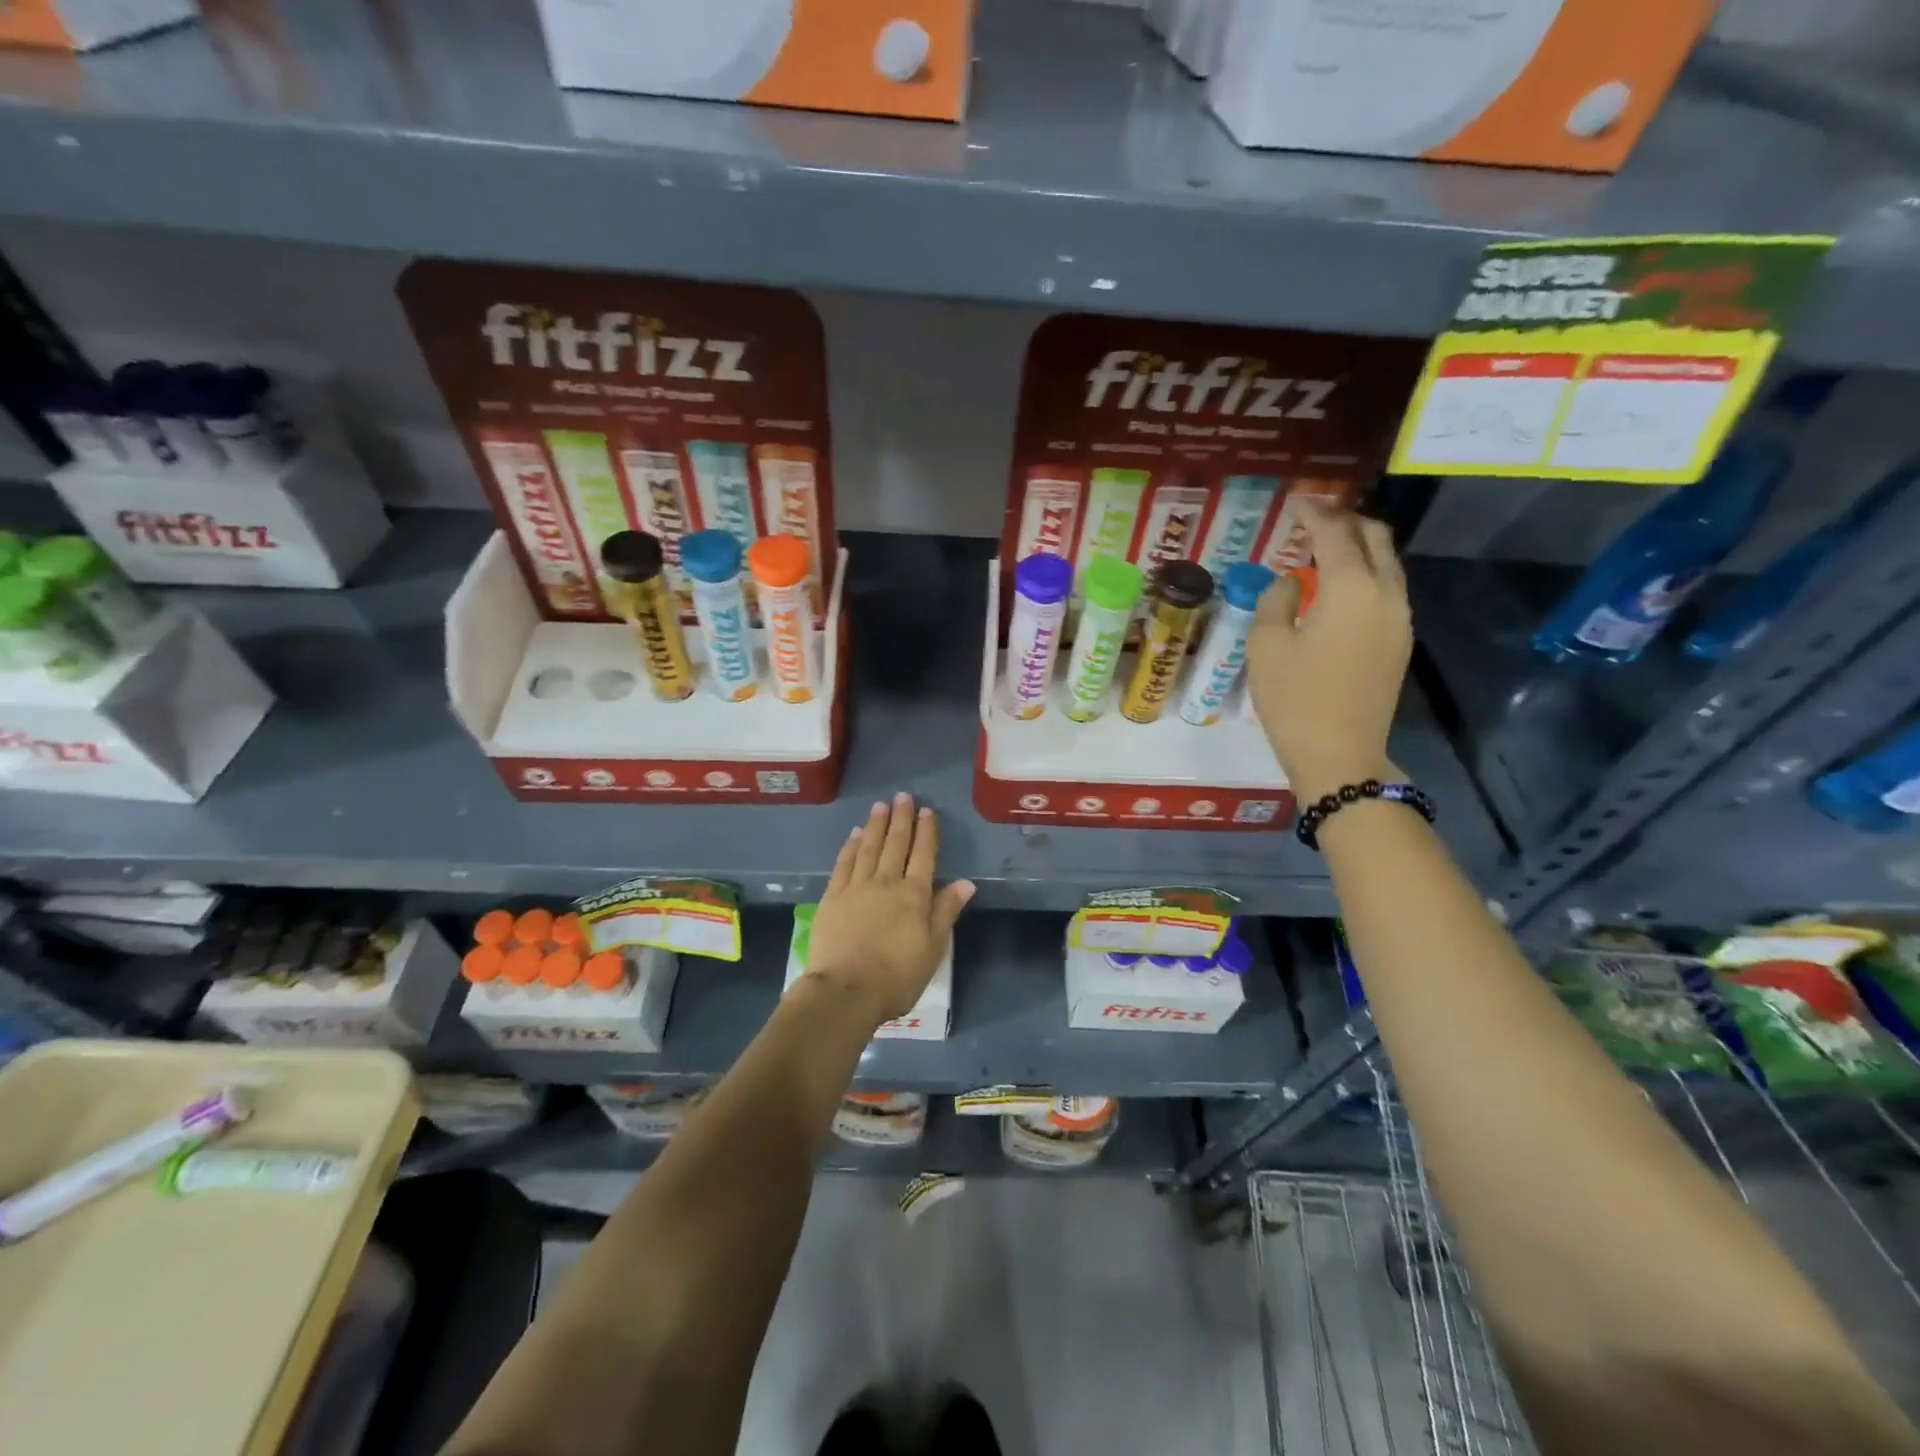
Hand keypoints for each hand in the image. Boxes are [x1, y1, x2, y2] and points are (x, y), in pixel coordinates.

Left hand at [805, 793, 975, 1026]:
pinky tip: (854, 834)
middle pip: (896, 844)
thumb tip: (966, 882)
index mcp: (914, 896)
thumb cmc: (897, 977)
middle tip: (902, 796)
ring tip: (880, 806)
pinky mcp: (832, 897)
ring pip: (869, 848)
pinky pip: (844, 864)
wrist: (846, 991)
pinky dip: (851, 846)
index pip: (924, 855)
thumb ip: (946, 912)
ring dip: (876, 825)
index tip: (926, 811)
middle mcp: (886, 883)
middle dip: (901, 819)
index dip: (926, 832)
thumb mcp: (933, 949)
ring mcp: (856, 888)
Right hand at [1246, 502, 1410, 801]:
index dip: (1314, 512)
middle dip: (1345, 520)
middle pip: (1375, 538)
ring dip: (1357, 547)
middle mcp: (1385, 594)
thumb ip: (1276, 601)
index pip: (1336, 533)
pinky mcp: (1398, 642)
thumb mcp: (1267, 646)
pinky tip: (1334, 588)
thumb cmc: (1295, 700)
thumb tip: (1291, 582)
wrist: (1340, 755)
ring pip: (1386, 564)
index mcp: (1351, 589)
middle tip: (1312, 517)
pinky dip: (1363, 575)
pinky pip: (1385, 590)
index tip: (1295, 500)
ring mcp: (1399, 619)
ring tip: (1321, 549)